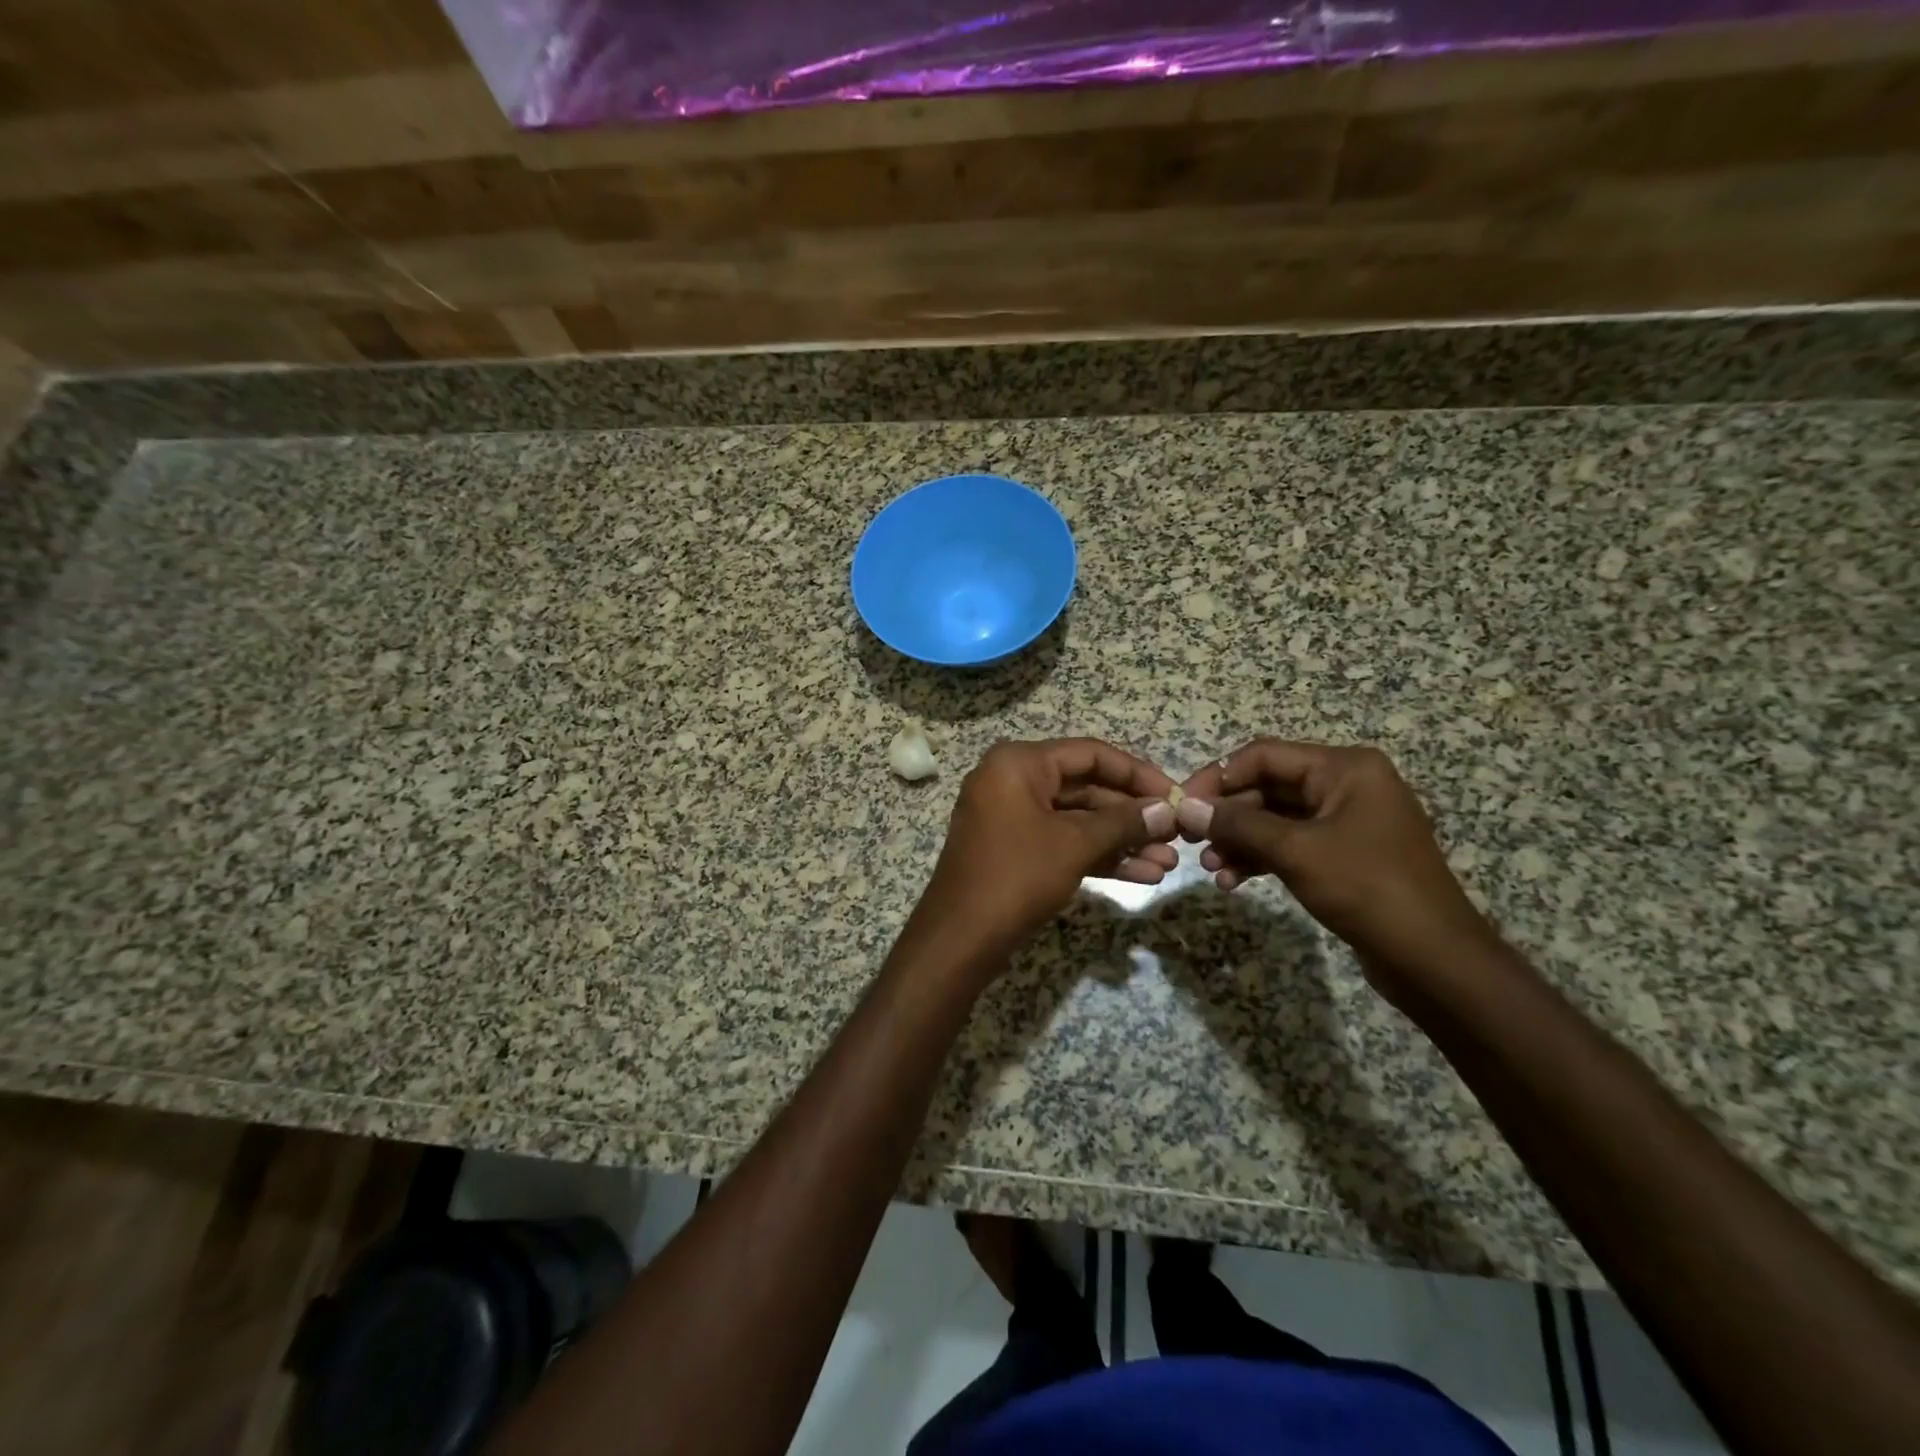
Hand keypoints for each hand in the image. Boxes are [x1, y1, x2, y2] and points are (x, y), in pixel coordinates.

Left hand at [915, 739, 1177, 961]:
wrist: (959, 938)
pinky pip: (1063, 842)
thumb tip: (1166, 810)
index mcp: (1020, 763)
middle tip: (1177, 834)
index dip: (1137, 773)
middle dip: (1133, 815)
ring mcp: (1013, 817)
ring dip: (1122, 841)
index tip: (1175, 795)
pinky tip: (1143, 875)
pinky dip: (1099, 856)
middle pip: (1086, 787)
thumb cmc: (1016, 876)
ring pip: (1078, 820)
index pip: (1090, 754)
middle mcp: (1013, 781)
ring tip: (1169, 862)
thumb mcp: (1074, 845)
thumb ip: (1123, 822)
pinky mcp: (1016, 849)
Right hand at [1175, 740, 1501, 989]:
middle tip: (1188, 839)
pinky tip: (1233, 880)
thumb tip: (1185, 806)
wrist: (1434, 959)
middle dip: (1227, 815)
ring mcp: (1347, 821)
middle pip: (1268, 786)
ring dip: (1239, 840)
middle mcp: (1347, 785)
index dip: (1218, 776)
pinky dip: (1261, 858)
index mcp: (1345, 768)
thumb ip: (1237, 824)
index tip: (1182, 804)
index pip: (1264, 755)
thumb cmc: (1367, 889)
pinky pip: (1291, 844)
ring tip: (1210, 867)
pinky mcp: (1345, 855)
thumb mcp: (1296, 851)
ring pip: (1275, 819)